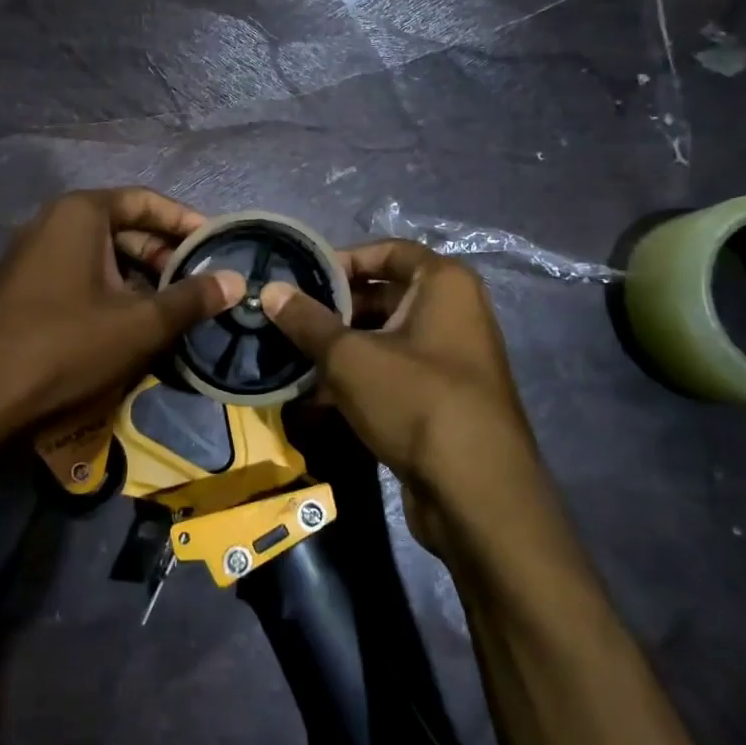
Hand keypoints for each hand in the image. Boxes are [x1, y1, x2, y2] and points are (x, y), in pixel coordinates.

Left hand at [0, 189, 244, 443]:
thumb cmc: (66, 348)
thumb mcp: (141, 324)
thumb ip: (192, 298)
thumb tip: (238, 281)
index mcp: (80, 214)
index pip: (147, 201)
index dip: (186, 222)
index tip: (218, 246)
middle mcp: (52, 223)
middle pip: (124, 227)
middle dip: (164, 255)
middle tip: (198, 285)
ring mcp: (32, 256)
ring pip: (102, 256)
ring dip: (140, 279)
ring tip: (173, 309)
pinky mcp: (23, 288)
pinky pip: (79, 276)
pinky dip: (111, 292)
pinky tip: (131, 325)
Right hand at [261, 241, 544, 550]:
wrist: (476, 494)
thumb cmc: (416, 400)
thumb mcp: (350, 357)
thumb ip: (307, 321)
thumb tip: (269, 290)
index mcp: (444, 283)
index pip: (387, 251)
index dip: (342, 260)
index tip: (301, 279)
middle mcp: (454, 311)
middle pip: (383, 295)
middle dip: (334, 310)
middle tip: (288, 322)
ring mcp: (451, 357)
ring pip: (384, 338)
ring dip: (340, 349)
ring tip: (294, 360)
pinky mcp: (442, 398)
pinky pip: (393, 373)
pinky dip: (359, 379)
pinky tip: (316, 398)